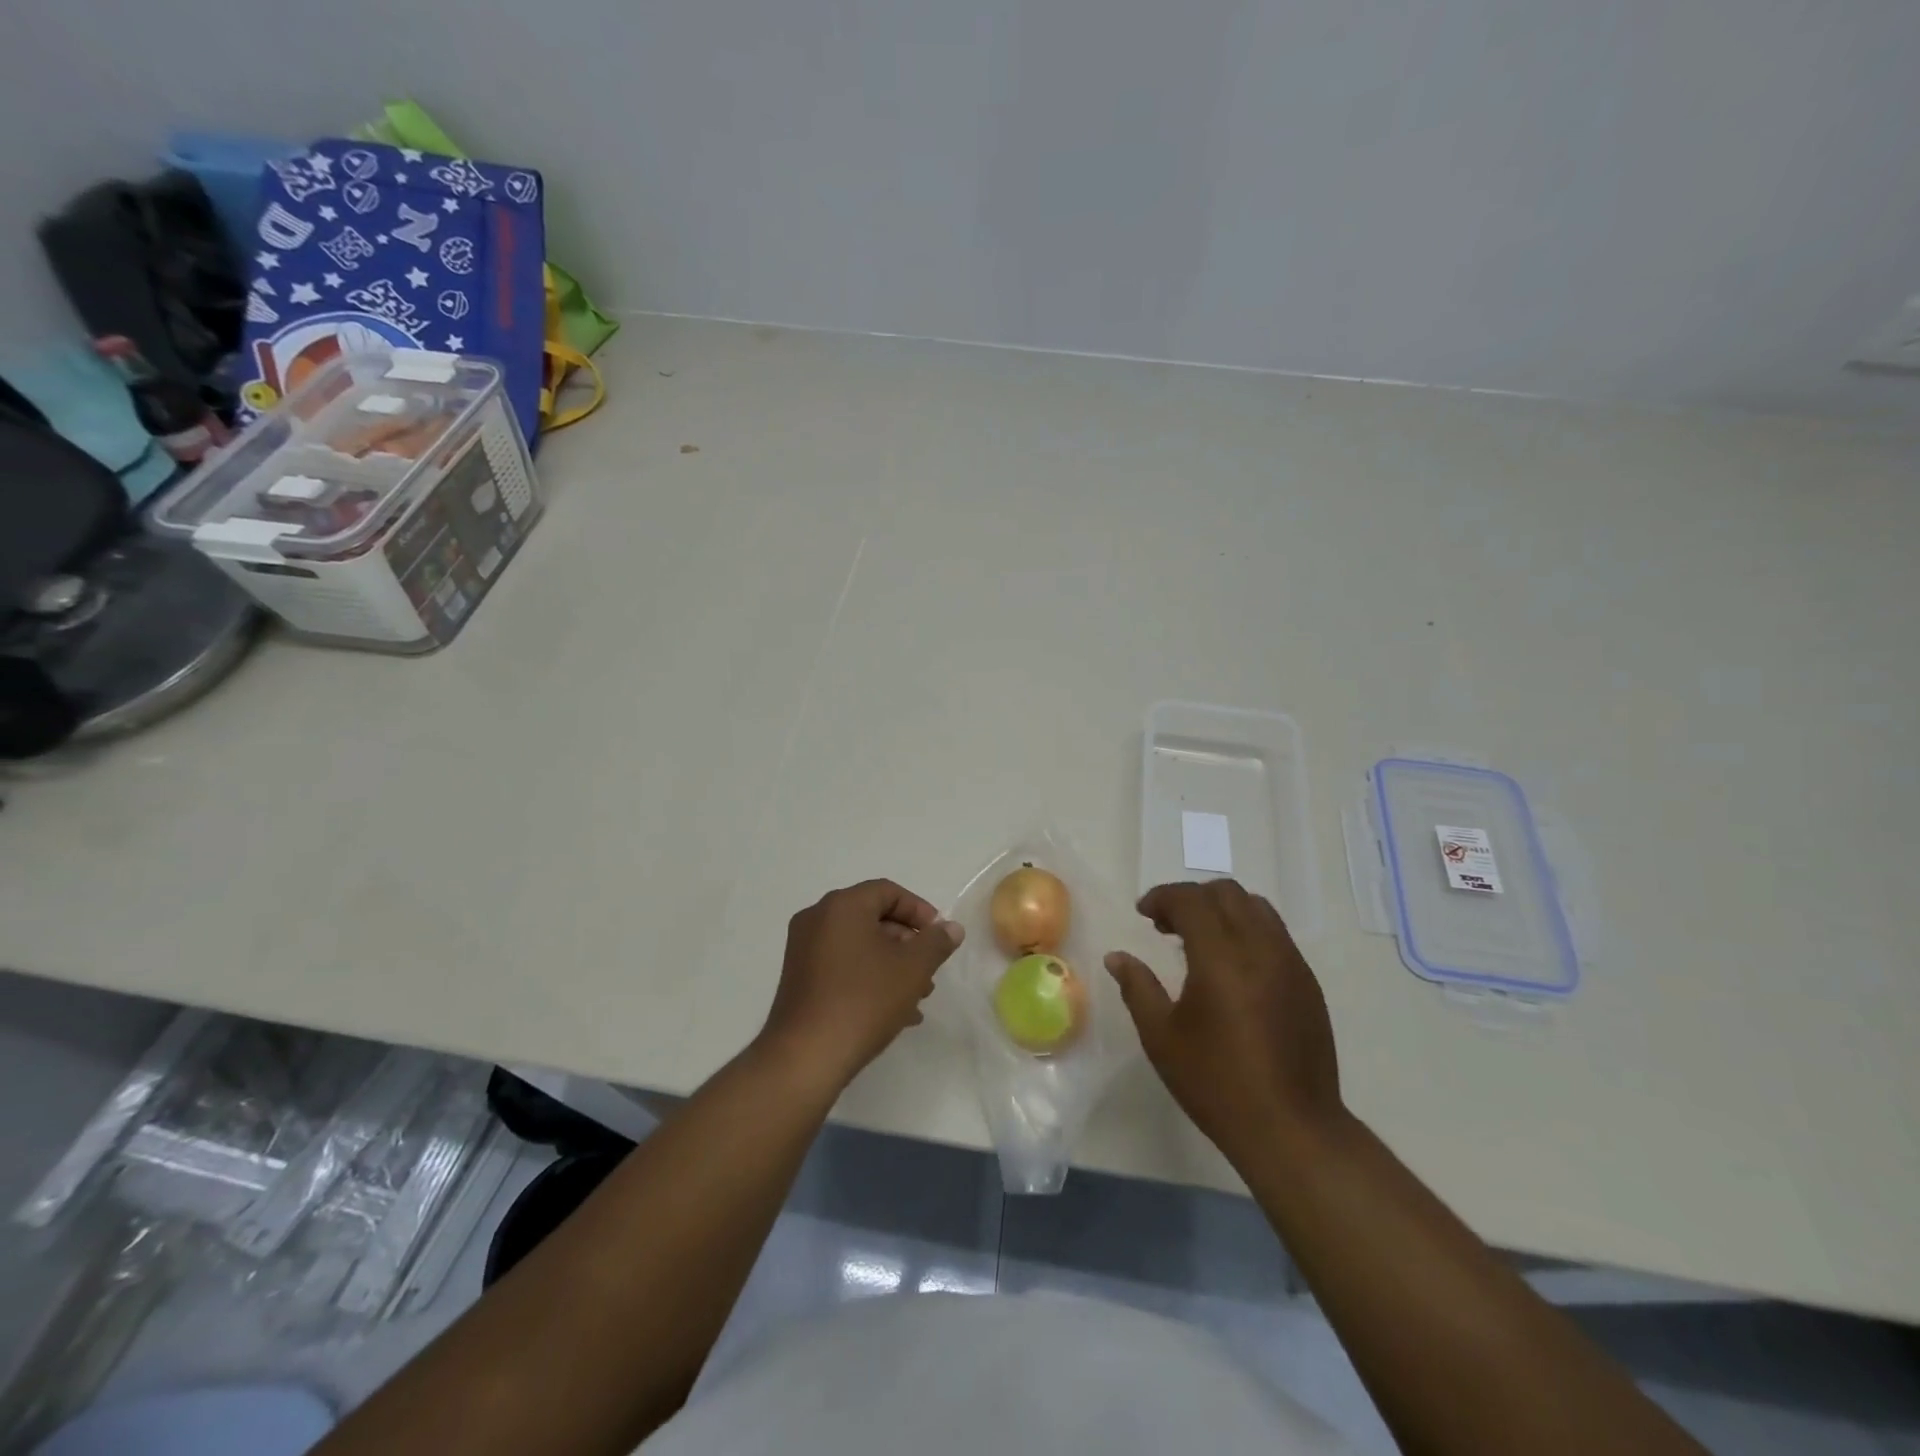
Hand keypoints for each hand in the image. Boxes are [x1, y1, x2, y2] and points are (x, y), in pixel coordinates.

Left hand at [759, 879, 963, 1090]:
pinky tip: (895, 1011)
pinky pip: (842, 965)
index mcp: (842, 906)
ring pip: (859, 945)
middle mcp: (817, 919)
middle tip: (930, 970)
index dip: (919, 911)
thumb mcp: (912, 969)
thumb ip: (936, 942)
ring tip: (918, 996)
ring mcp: (803, 949)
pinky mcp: (799, 979)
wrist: (806, 1057)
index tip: (939, 937)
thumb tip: (951, 928)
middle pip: (873, 918)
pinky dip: (869, 977)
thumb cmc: (863, 1000)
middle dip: (908, 943)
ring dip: (892, 964)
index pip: (888, 892)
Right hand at [1106, 880, 1345, 1168]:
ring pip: (1256, 907)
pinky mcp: (1308, 982)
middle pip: (1226, 892)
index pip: (1191, 899)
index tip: (1143, 913)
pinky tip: (1231, 967)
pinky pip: (1275, 933)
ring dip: (1222, 910)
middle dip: (1191, 898)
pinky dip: (1247, 930)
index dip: (1162, 897)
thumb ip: (1137, 988)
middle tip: (1166, 925)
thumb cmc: (1217, 1083)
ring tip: (1199, 941)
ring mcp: (1291, 963)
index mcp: (1221, 957)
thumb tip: (1117, 957)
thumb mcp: (1162, 1037)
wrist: (1292, 1129)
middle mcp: (1260, 948)